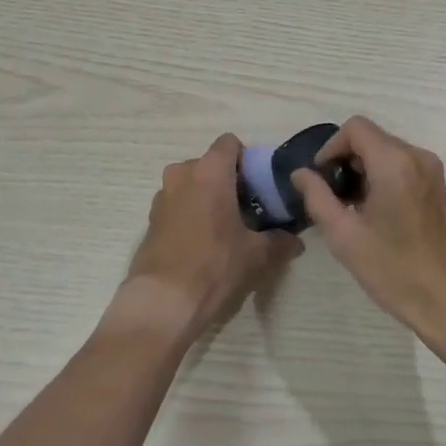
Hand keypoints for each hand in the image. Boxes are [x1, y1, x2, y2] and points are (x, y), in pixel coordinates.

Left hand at [110, 134, 301, 343]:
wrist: (161, 302)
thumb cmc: (214, 265)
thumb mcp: (256, 255)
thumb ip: (279, 242)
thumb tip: (295, 241)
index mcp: (210, 171)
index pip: (230, 142)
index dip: (246, 159)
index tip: (257, 186)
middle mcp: (182, 174)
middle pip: (209, 164)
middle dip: (227, 181)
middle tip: (245, 210)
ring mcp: (162, 196)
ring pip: (190, 184)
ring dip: (206, 198)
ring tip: (223, 229)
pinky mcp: (150, 220)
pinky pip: (176, 205)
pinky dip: (189, 215)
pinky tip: (201, 245)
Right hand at [293, 117, 445, 357]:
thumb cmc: (396, 270)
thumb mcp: (345, 236)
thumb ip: (318, 197)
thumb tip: (301, 174)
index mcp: (395, 162)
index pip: (355, 128)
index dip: (330, 147)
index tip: (320, 179)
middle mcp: (417, 157)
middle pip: (372, 138)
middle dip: (346, 161)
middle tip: (331, 198)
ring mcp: (433, 172)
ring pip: (387, 153)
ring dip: (364, 171)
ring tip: (351, 210)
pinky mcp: (439, 189)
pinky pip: (403, 168)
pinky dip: (383, 179)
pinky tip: (375, 216)